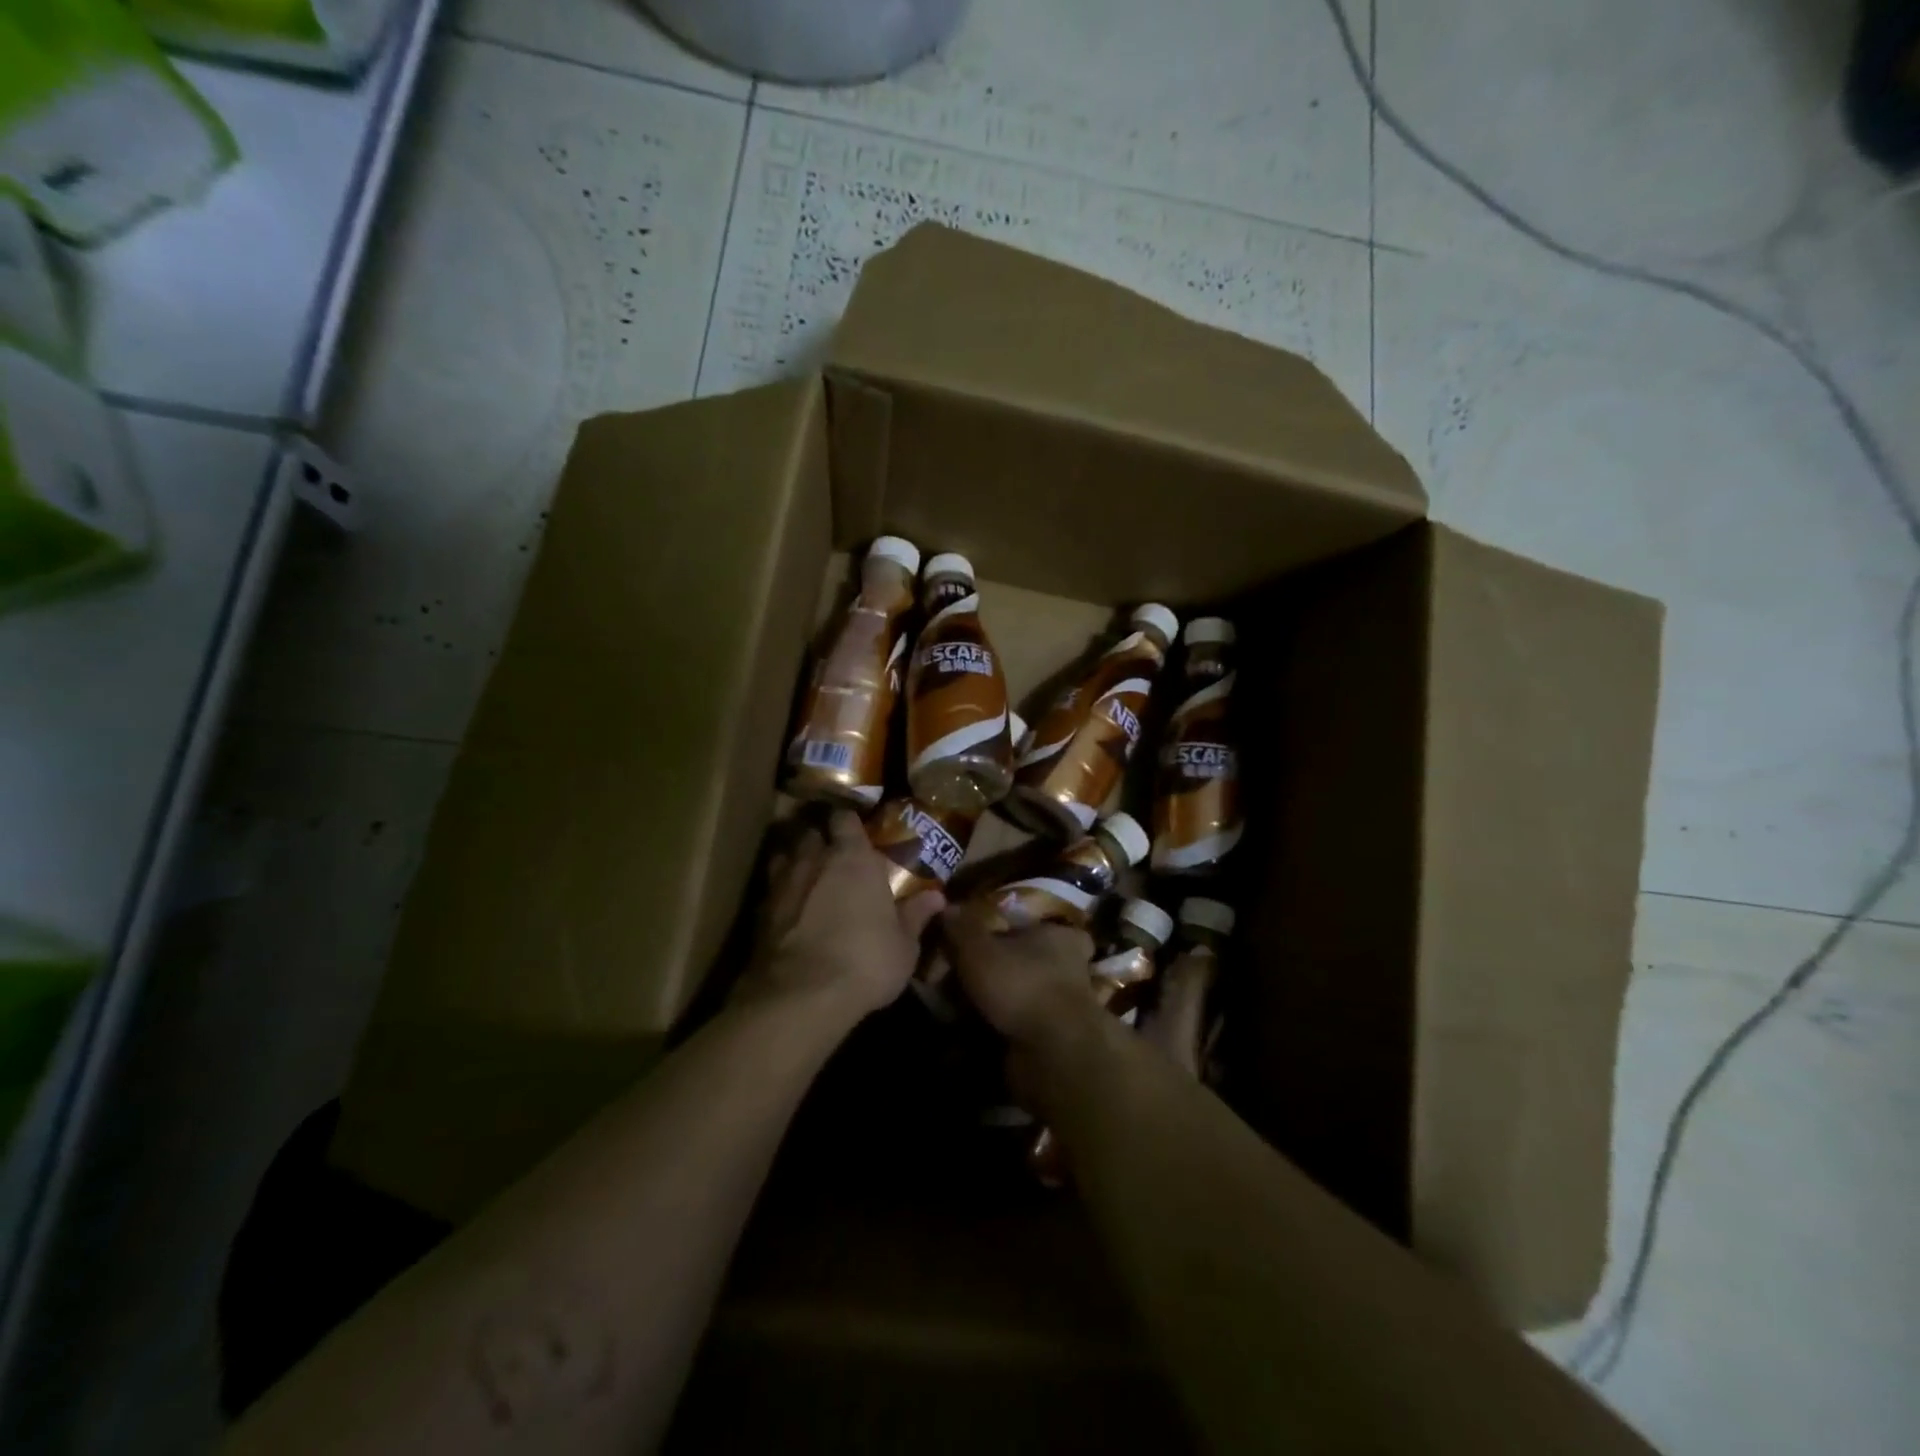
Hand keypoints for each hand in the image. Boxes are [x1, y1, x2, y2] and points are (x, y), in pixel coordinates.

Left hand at [740, 808, 944, 1021]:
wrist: (802, 997)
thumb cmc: (866, 961)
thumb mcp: (904, 945)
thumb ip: (915, 916)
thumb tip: (937, 897)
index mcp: (853, 858)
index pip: (845, 819)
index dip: (849, 823)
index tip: (857, 832)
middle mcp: (814, 860)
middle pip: (811, 834)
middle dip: (819, 841)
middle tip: (832, 857)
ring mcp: (782, 884)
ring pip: (784, 857)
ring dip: (795, 863)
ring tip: (807, 880)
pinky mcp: (759, 913)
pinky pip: (771, 890)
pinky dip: (780, 895)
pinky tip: (788, 913)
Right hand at [939, 903, 1100, 1055]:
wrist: (1054, 1053)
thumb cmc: (1021, 985)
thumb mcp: (979, 949)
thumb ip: (962, 927)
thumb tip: (947, 906)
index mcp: (1060, 936)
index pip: (1043, 924)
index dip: (1016, 930)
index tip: (989, 938)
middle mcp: (1071, 967)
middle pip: (1032, 961)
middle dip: (1004, 969)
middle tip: (966, 975)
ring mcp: (1067, 1006)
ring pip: (1027, 996)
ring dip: (1000, 1003)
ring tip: (962, 1007)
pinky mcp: (1059, 1039)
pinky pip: (1023, 1028)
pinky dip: (1001, 1030)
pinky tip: (973, 1035)